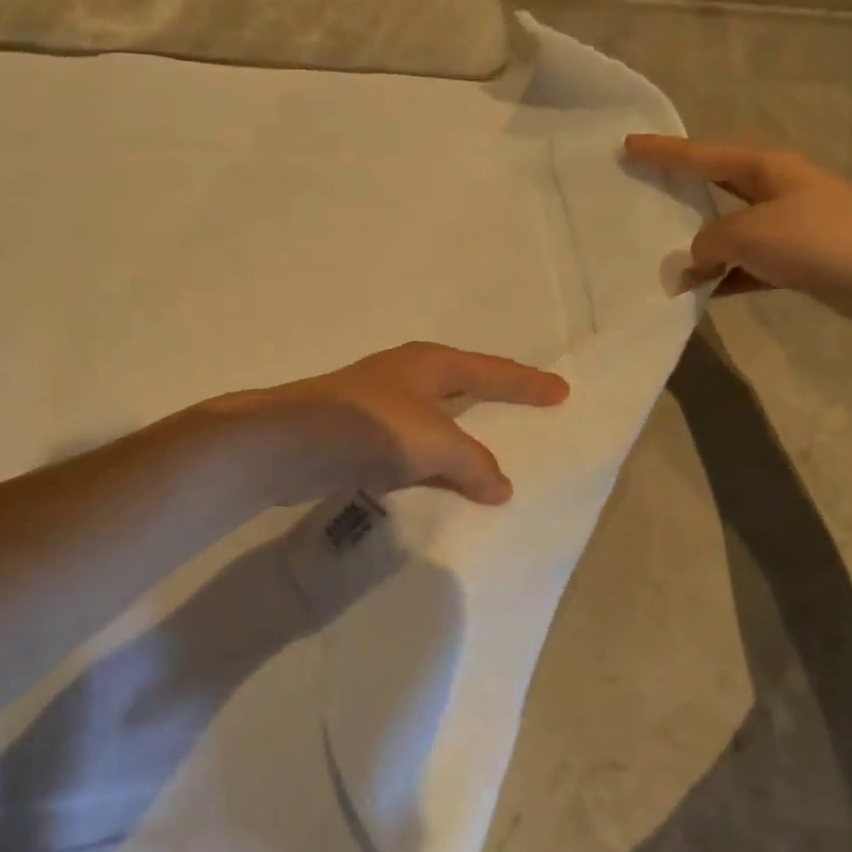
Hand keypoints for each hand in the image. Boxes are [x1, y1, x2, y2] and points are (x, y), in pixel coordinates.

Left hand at [207, 342, 569, 506]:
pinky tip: (440, 487)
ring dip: (459, 443)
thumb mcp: (435, 442)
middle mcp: (406, 378)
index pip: (491, 372)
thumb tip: (501, 487)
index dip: (526, 384)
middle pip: (463, 390)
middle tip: (528, 418)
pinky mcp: (358, 438)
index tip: (561, 392)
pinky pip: (411, 452)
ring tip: (491, 464)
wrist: (290, 443)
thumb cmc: (372, 426)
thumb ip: (474, 463)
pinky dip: (430, 467)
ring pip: (434, 425)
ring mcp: (379, 407)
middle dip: (493, 404)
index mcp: (430, 364)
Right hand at [624, 136, 851, 327]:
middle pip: (715, 188)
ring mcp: (789, 227)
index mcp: (765, 169)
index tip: (628, 145)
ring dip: (700, 249)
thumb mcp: (749, 234)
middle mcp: (776, 191)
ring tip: (662, 262)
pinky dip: (725, 278)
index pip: (702, 156)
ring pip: (729, 233)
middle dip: (679, 194)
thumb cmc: (819, 239)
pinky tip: (701, 294)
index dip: (663, 152)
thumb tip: (695, 261)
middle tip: (641, 196)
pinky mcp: (799, 261)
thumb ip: (709, 243)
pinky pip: (747, 267)